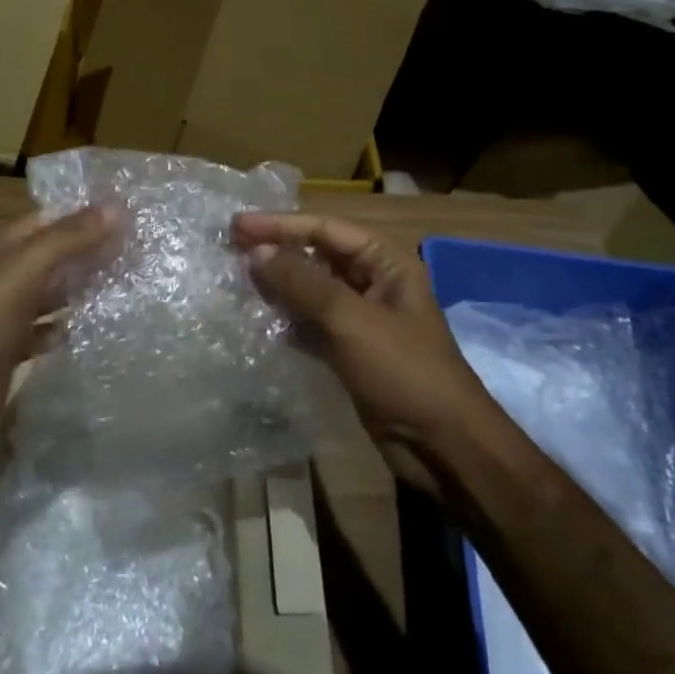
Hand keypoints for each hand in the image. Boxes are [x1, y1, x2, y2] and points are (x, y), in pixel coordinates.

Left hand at [0, 206, 115, 474]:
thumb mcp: (22, 273)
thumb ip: (67, 239)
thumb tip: (117, 206)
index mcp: (7, 246)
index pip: (58, 217)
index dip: (94, 215)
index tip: (141, 217)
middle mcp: (9, 273)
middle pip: (60, 254)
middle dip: (97, 252)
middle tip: (149, 253)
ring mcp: (10, 313)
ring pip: (58, 292)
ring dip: (89, 289)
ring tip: (137, 286)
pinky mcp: (13, 349)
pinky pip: (50, 329)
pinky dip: (72, 326)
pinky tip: (103, 329)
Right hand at [233, 212, 490, 492]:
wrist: (444, 448)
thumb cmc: (403, 372)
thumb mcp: (351, 321)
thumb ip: (302, 283)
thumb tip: (256, 252)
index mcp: (386, 263)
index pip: (325, 229)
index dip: (280, 225)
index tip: (237, 225)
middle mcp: (373, 283)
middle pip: (317, 256)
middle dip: (277, 251)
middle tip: (231, 248)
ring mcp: (362, 319)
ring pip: (312, 290)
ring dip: (278, 284)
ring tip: (237, 279)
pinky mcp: (350, 352)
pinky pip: (312, 323)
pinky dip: (287, 319)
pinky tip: (258, 319)